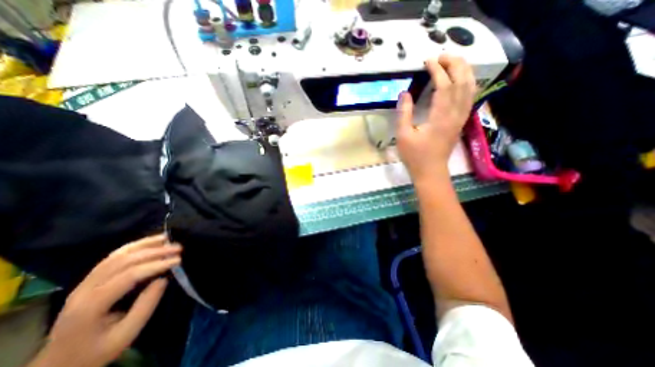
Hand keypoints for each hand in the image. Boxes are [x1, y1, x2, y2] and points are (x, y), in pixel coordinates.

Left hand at [30, 235, 180, 366]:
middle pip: (122, 261)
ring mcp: (84, 283)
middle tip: (178, 247)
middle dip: (154, 251)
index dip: (156, 265)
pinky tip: (149, 242)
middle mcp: (84, 290)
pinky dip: (134, 246)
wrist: (58, 364)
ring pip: (116, 255)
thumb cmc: (97, 351)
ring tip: (166, 237)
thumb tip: (163, 279)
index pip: (128, 276)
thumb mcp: (125, 335)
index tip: (178, 260)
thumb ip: (146, 306)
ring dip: (144, 244)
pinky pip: (112, 257)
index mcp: (91, 306)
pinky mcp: (89, 280)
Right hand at [394, 53, 476, 181]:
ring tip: (453, 61)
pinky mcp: (460, 122)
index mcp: (440, 118)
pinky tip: (462, 80)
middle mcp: (455, 114)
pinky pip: (469, 98)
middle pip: (463, 82)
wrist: (430, 171)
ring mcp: (460, 118)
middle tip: (441, 56)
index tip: (427, 61)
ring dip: (464, 71)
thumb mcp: (403, 136)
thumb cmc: (415, 156)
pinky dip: (468, 84)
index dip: (437, 70)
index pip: (444, 86)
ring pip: (470, 88)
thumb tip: (404, 93)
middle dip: (455, 64)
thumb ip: (404, 113)